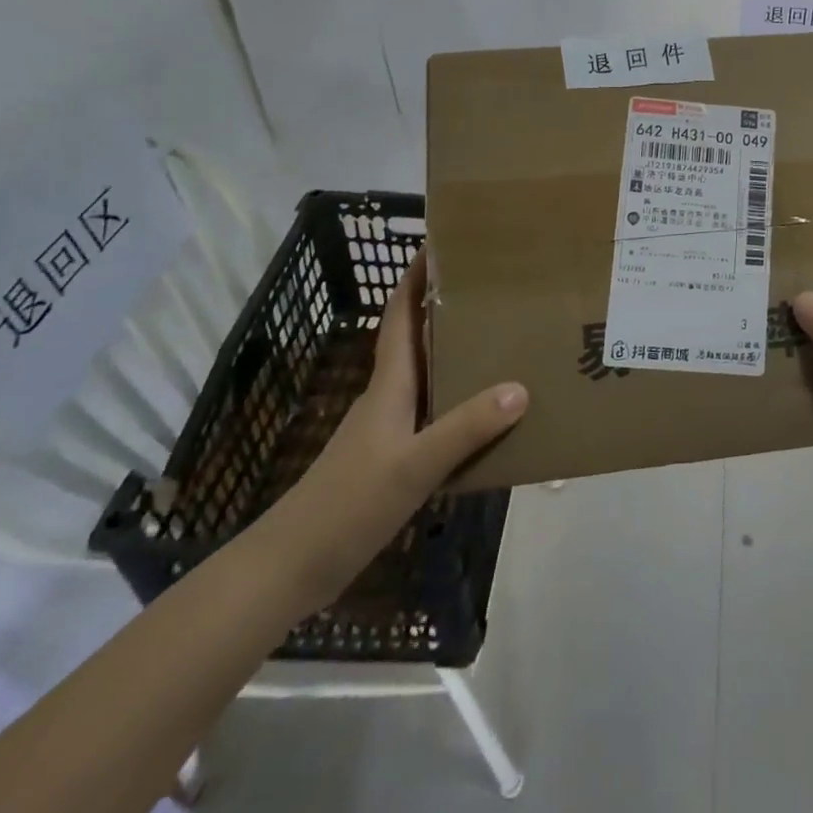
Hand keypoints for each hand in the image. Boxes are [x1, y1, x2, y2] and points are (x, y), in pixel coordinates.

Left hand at [267, 252, 527, 604]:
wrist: (291, 568)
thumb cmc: (348, 505)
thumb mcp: (414, 466)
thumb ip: (466, 428)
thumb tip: (521, 387)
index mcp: (389, 385)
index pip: (400, 316)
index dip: (415, 279)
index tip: (440, 243)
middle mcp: (388, 397)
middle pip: (416, 338)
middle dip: (445, 308)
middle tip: (491, 287)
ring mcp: (387, 429)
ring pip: (426, 375)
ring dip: (454, 352)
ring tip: (501, 339)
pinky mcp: (391, 457)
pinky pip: (432, 411)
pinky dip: (458, 398)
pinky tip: (485, 413)